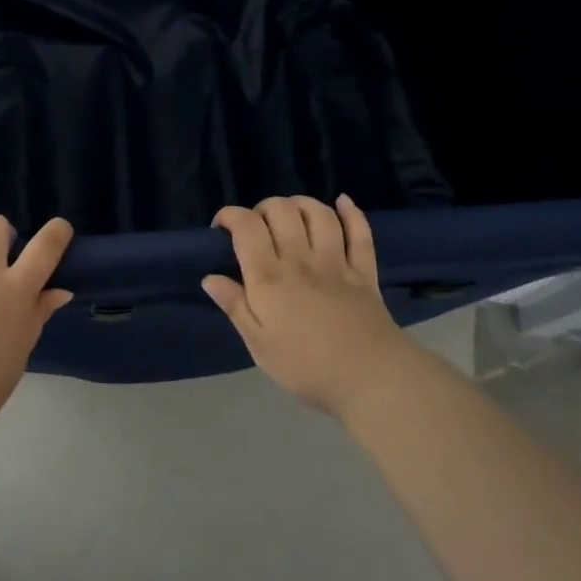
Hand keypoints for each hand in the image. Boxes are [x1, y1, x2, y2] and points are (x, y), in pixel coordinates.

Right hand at [202, 195, 413, 415]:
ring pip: (318, 214)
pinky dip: (351, 213)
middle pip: (282, 210)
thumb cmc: (305, 366)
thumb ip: (235, 307)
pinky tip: (342, 202)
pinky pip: (360, 232)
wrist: (370, 378)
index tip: (221, 229)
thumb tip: (210, 277)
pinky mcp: (364, 271)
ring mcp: (336, 262)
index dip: (230, 216)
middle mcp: (301, 259)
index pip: (247, 227)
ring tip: (290, 216)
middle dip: (263, 208)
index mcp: (270, 278)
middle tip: (257, 228)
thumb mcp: (259, 344)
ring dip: (301, 204)